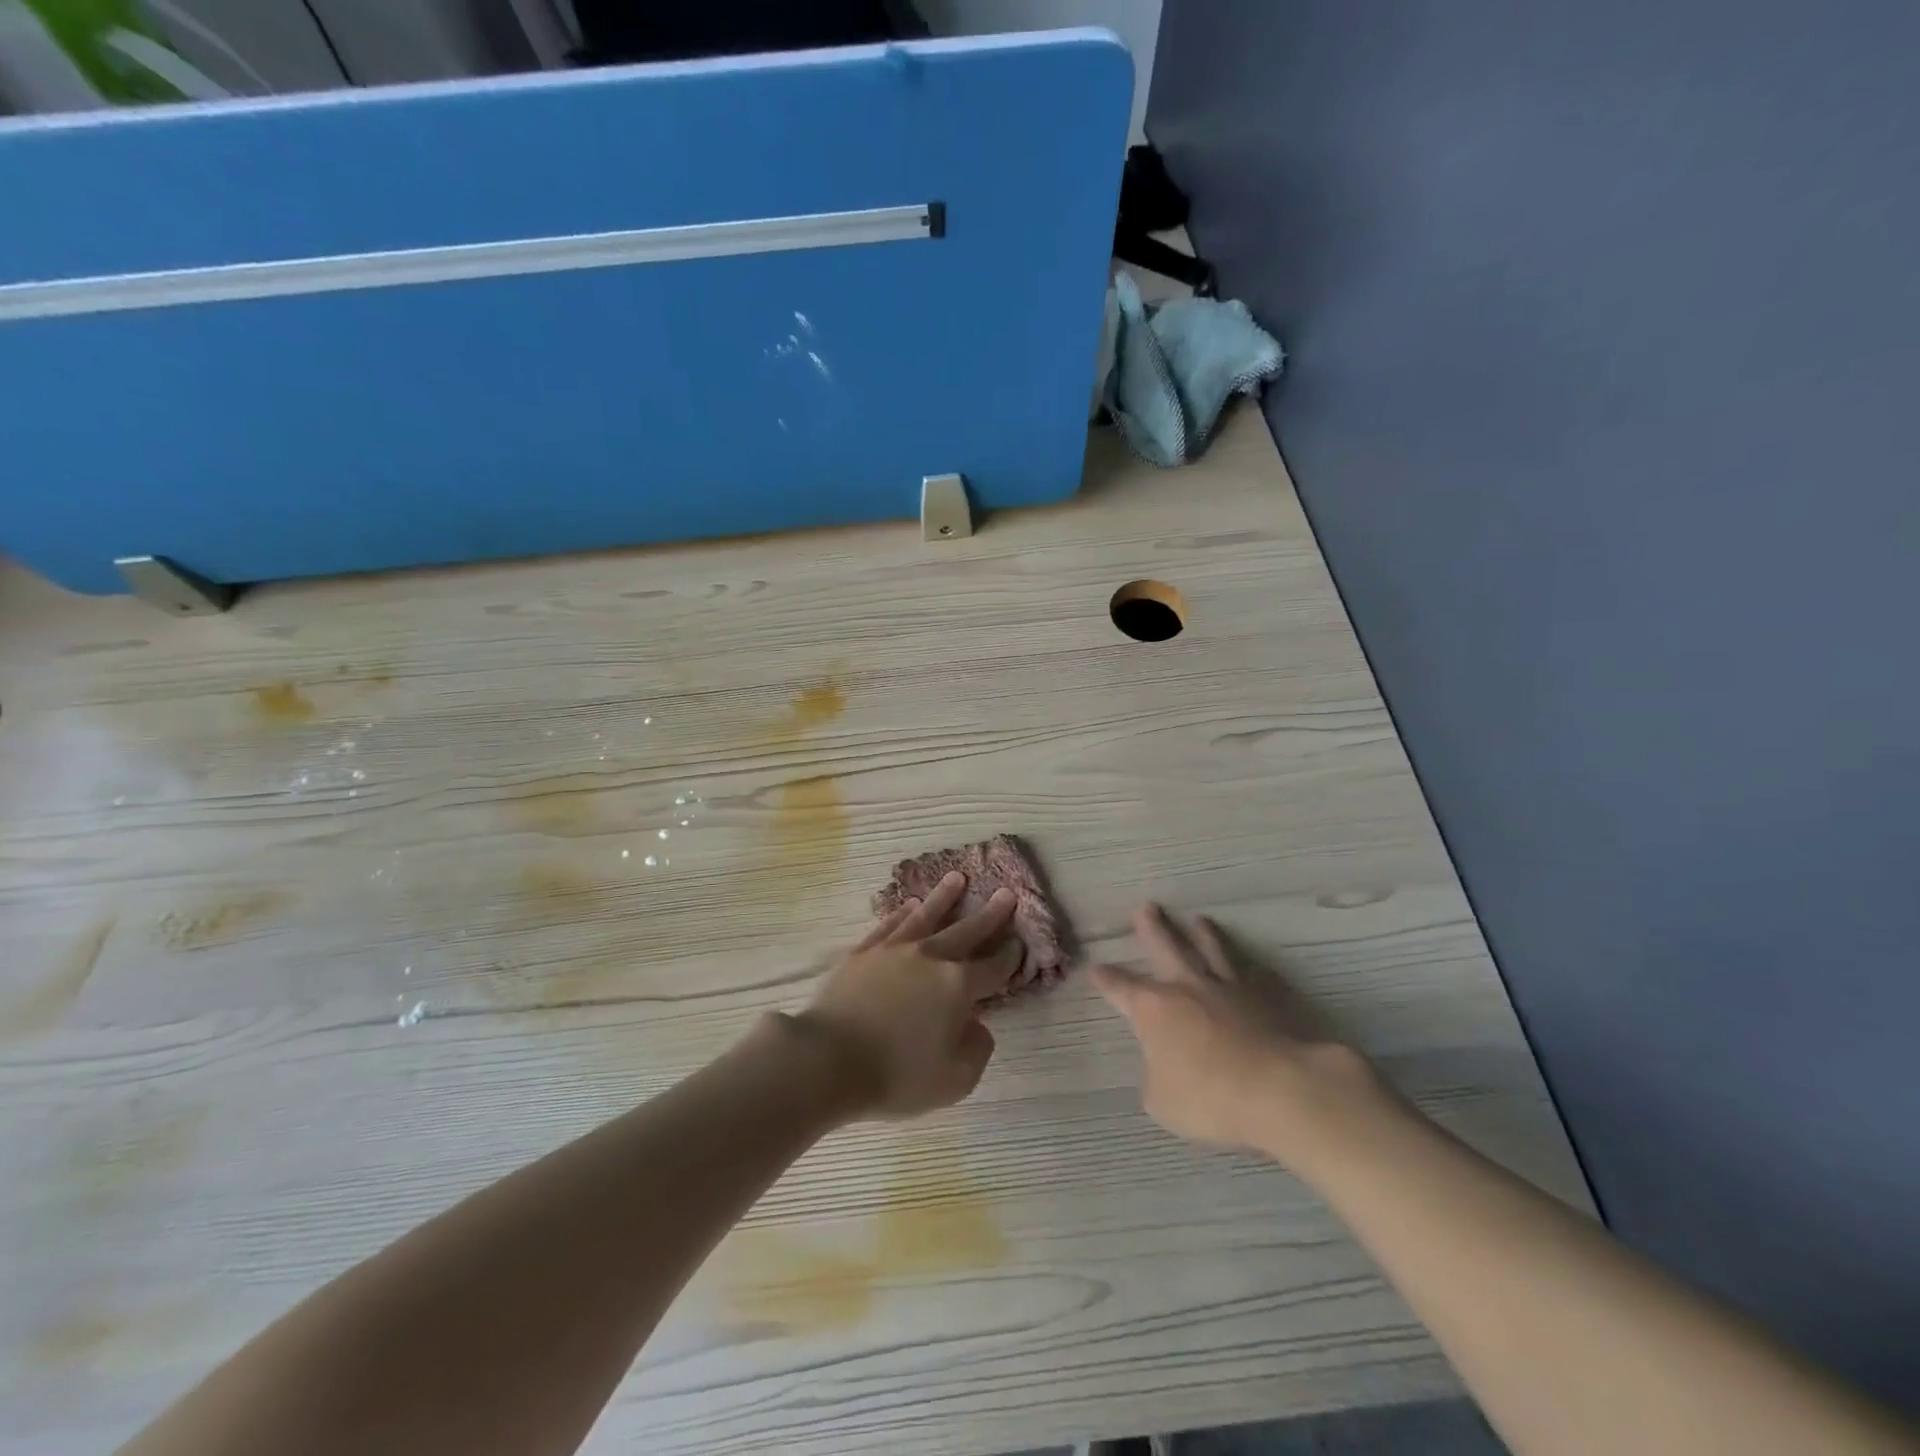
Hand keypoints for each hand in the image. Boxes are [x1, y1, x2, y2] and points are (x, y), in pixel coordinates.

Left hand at [786, 871, 1021, 1121]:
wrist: (829, 1059)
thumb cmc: (896, 1075)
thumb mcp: (954, 1081)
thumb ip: (976, 1051)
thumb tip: (978, 1025)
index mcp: (958, 987)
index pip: (992, 968)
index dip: (1009, 957)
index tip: (1019, 943)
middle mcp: (931, 958)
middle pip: (966, 931)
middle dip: (990, 914)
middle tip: (1005, 893)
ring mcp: (895, 949)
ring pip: (927, 916)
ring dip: (944, 897)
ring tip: (957, 878)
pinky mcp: (864, 951)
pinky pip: (890, 924)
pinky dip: (903, 912)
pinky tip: (910, 905)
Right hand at [1093, 904, 1382, 1162]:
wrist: (1276, 1089)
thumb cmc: (1207, 1097)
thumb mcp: (1161, 1100)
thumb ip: (1156, 1077)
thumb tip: (1163, 1067)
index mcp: (1152, 1009)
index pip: (1121, 988)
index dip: (1106, 979)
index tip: (1095, 967)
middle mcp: (1186, 988)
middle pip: (1165, 948)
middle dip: (1152, 928)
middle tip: (1146, 907)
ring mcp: (1227, 990)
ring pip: (1211, 952)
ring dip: (1203, 936)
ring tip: (1199, 921)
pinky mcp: (1263, 1000)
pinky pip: (1253, 977)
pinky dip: (1249, 970)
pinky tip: (1254, 966)